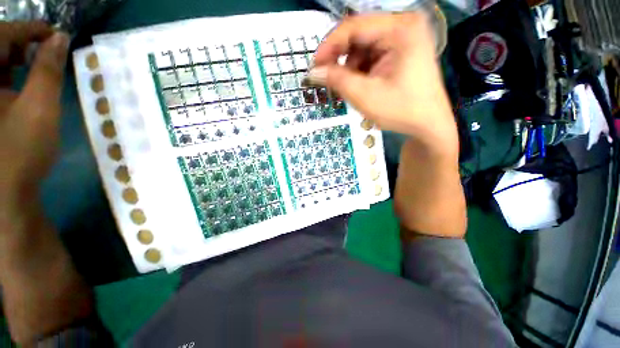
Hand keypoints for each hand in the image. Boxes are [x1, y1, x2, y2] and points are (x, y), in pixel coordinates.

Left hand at [0, 23, 92, 344]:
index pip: (3, 36)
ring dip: (15, 60)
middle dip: (21, 43)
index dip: (30, 30)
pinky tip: (22, 83)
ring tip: (36, 65)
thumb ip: (49, 70)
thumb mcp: (38, 109)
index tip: (54, 33)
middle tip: (46, 49)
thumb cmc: (19, 153)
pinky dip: (9, 77)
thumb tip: (61, 40)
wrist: (5, 196)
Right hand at [311, 13, 465, 237]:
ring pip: (360, 49)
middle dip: (336, 59)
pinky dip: (355, 72)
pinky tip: (354, 89)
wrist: (430, 133)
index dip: (328, 45)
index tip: (312, 67)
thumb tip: (311, 75)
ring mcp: (401, 46)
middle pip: (356, 36)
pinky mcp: (396, 61)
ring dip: (346, 68)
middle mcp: (404, 31)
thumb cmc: (405, 117)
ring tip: (343, 90)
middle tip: (324, 81)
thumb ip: (338, 81)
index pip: (353, 27)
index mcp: (403, 32)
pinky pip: (367, 60)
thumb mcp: (367, 99)